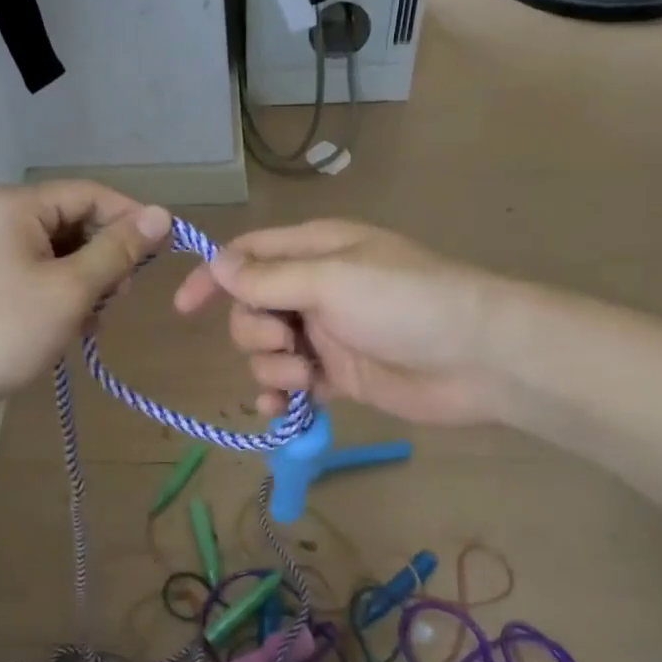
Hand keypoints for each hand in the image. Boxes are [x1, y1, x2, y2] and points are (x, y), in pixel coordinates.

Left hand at [0, 182, 173, 418]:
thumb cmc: (9, 330)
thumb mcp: (72, 288)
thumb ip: (119, 249)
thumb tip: (163, 214)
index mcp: (16, 205)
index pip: (90, 194)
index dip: (129, 219)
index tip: (160, 253)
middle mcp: (3, 216)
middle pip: (77, 222)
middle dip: (106, 258)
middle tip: (118, 296)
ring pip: (66, 251)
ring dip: (89, 282)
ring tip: (93, 318)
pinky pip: (46, 272)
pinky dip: (67, 294)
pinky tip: (75, 326)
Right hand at [173, 220, 505, 426]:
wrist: (477, 358)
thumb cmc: (404, 303)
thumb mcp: (331, 280)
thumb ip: (269, 278)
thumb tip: (216, 264)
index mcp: (315, 251)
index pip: (247, 255)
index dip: (213, 277)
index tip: (184, 309)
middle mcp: (315, 289)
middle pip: (251, 308)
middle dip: (254, 331)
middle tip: (286, 343)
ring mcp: (327, 334)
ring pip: (267, 350)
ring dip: (272, 366)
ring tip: (305, 377)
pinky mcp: (339, 375)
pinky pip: (291, 384)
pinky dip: (279, 396)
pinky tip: (279, 410)